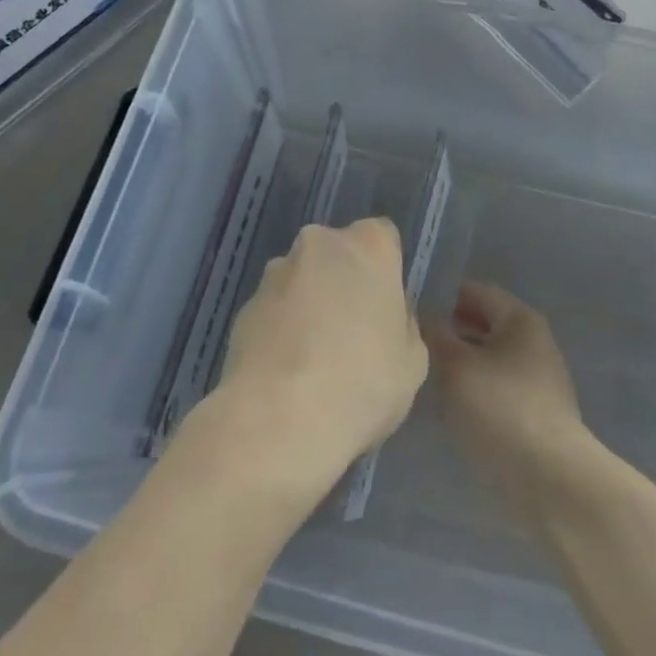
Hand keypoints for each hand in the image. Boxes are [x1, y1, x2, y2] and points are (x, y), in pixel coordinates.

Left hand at [215, 218, 428, 490]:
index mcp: (369, 245)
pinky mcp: (243, 306)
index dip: (385, 270)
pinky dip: (281, 329)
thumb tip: (383, 315)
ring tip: (313, 359)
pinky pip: (273, 309)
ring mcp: (275, 272)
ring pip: (301, 279)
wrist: (278, 419)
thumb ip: (402, 323)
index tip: (385, 307)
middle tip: (352, 332)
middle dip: (343, 281)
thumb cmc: (363, 382)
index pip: (383, 236)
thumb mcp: (413, 361)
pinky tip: (286, 372)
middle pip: (337, 254)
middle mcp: (319, 243)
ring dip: (308, 303)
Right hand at [423, 283, 594, 516]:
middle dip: (449, 332)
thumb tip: (425, 317)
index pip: (475, 291)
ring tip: (424, 377)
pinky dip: (473, 392)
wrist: (550, 480)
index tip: (409, 308)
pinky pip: (496, 389)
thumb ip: (436, 336)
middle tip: (410, 344)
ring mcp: (537, 380)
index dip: (441, 296)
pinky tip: (448, 409)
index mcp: (519, 319)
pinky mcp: (535, 415)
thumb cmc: (500, 409)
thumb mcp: (456, 367)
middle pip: (483, 325)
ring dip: (459, 365)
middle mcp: (533, 342)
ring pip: (488, 360)